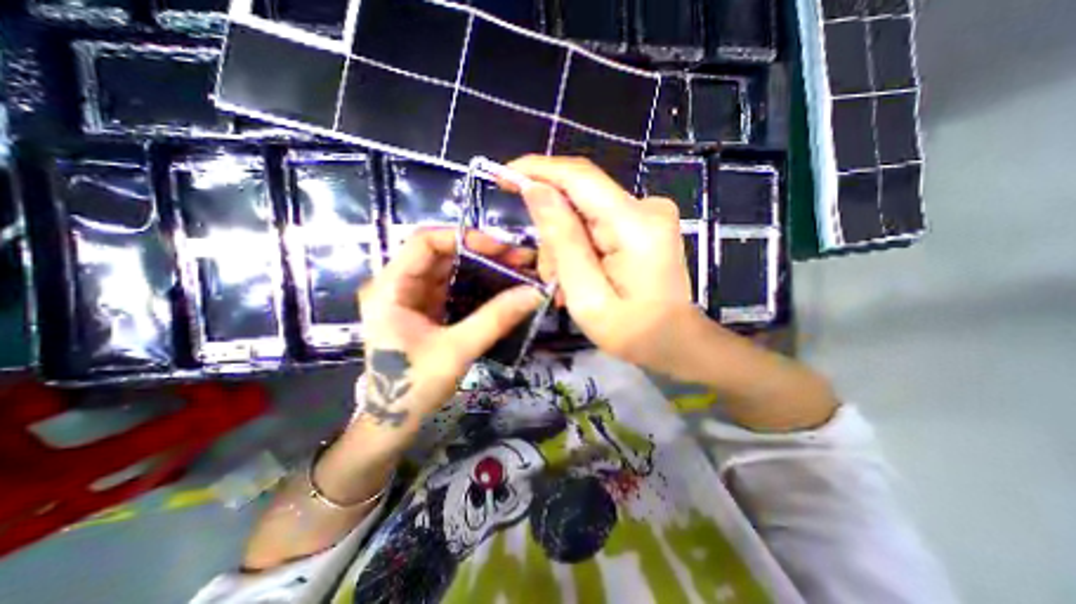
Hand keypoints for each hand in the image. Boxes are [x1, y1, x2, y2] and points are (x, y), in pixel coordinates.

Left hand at [353, 227, 542, 442]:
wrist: (394, 422)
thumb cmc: (415, 387)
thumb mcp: (458, 350)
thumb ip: (496, 319)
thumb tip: (535, 292)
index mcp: (391, 288)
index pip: (425, 242)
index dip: (465, 238)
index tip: (501, 249)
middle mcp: (397, 285)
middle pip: (441, 253)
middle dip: (482, 253)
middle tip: (519, 259)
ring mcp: (411, 297)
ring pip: (450, 268)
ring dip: (482, 267)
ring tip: (516, 270)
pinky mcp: (425, 309)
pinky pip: (453, 286)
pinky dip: (477, 284)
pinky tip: (500, 287)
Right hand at [510, 152, 702, 372]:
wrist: (675, 341)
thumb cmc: (632, 331)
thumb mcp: (587, 296)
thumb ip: (563, 241)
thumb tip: (536, 190)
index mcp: (635, 225)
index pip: (579, 177)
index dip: (537, 170)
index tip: (502, 175)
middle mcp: (646, 207)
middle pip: (579, 198)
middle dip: (552, 232)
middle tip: (548, 275)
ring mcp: (648, 214)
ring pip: (584, 212)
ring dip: (565, 244)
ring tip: (566, 285)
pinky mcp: (643, 223)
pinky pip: (597, 222)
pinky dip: (580, 246)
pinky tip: (579, 274)